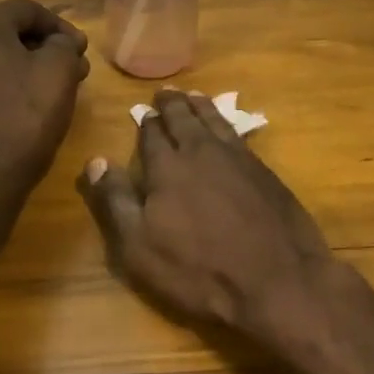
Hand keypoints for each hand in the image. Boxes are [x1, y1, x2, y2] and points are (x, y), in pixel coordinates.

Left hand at [0, 0, 88, 194]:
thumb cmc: (25, 116)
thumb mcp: (59, 71)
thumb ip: (64, 45)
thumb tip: (63, 42)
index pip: (28, 9)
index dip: (61, 26)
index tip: (82, 50)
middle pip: (9, 31)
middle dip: (45, 46)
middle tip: (74, 67)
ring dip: (28, 65)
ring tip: (56, 87)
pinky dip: (9, 84)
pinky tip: (29, 104)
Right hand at [78, 89, 338, 345]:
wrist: (277, 281)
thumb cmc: (198, 271)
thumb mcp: (140, 246)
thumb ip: (116, 200)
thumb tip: (96, 161)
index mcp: (168, 168)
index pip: (152, 135)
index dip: (146, 123)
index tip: (142, 112)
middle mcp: (202, 152)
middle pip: (185, 119)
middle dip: (172, 105)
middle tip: (165, 92)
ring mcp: (239, 159)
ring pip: (215, 121)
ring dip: (201, 107)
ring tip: (194, 96)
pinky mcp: (266, 172)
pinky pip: (239, 135)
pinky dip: (227, 123)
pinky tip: (227, 128)